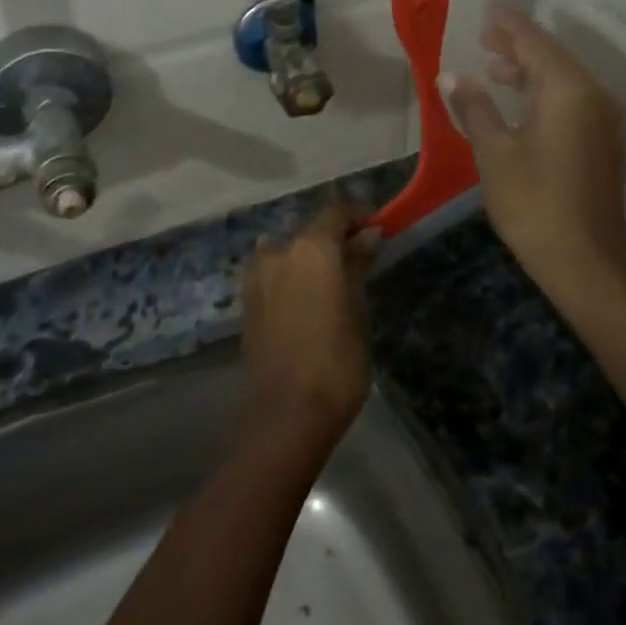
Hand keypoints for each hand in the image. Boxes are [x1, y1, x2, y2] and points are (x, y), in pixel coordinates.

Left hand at [241, 202, 377, 444]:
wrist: (287, 411)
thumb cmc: (337, 359)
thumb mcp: (358, 308)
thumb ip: (359, 264)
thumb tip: (369, 234)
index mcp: (311, 247)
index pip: (337, 213)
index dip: (359, 216)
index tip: (378, 229)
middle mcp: (279, 250)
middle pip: (311, 231)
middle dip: (335, 239)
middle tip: (359, 260)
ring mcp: (258, 275)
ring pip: (289, 251)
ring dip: (309, 257)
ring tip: (331, 282)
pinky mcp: (247, 300)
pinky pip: (273, 273)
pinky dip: (291, 275)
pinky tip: (306, 298)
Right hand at [443, 4, 625, 299]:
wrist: (586, 261)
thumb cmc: (534, 202)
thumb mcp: (494, 152)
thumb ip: (474, 107)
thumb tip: (451, 75)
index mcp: (567, 90)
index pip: (534, 43)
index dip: (509, 25)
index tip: (488, 11)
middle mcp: (593, 96)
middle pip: (553, 57)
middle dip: (518, 46)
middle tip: (483, 37)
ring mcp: (602, 120)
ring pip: (563, 79)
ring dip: (530, 70)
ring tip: (493, 69)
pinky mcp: (602, 142)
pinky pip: (571, 100)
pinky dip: (544, 92)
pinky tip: (518, 102)